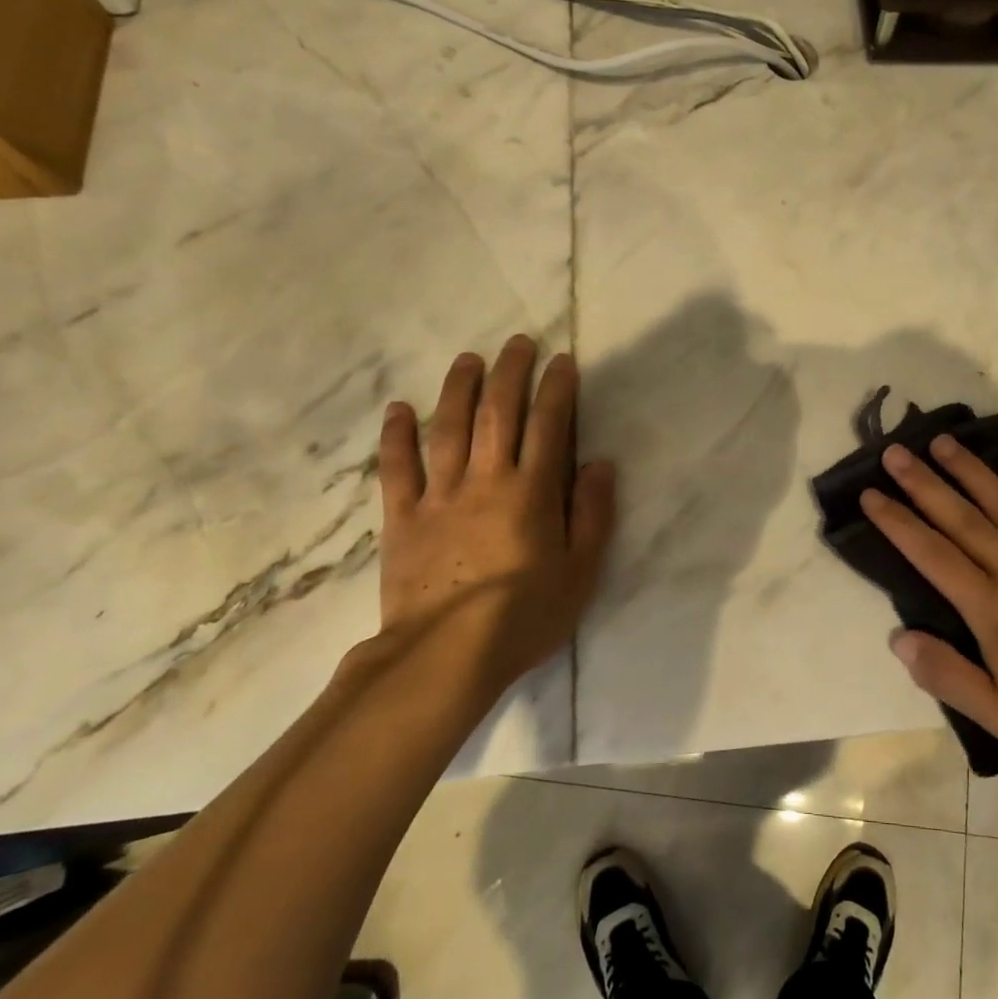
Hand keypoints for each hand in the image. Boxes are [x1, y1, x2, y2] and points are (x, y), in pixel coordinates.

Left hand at [376, 336, 615, 697]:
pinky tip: (399, 409)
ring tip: (468, 359)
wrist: (447, 655)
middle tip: (518, 343)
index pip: (549, 426)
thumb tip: (600, 464)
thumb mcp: (581, 572)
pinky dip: (397, 435)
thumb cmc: (525, 616)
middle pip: (497, 414)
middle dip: (510, 373)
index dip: (557, 390)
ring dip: (458, 388)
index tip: (562, 361)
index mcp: (532, 492)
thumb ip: (593, 514)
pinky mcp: (402, 518)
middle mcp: (486, 481)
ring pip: (447, 428)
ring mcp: (439, 496)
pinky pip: (397, 468)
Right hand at [861, 438, 997, 774]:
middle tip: (895, 452)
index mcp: (990, 609)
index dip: (898, 522)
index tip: (871, 495)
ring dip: (969, 470)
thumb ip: (946, 674)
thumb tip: (897, 637)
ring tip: (941, 442)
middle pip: (960, 518)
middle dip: (923, 483)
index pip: (931, 554)